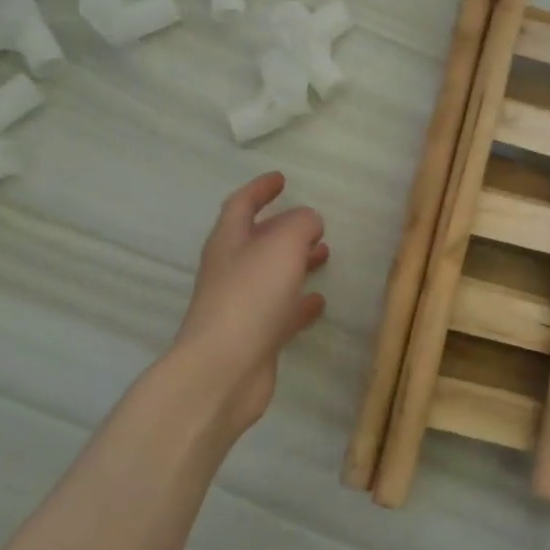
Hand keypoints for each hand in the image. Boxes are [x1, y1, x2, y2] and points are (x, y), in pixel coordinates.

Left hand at [176, 172, 328, 436]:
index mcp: (229, 241)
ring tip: (325, 254)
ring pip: (272, 274)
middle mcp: (231, 270)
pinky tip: (319, 301)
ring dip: (296, 262)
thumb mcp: (283, 244)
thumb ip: (300, 224)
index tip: (281, 179)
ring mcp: (241, 305)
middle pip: (257, 241)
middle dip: (284, 228)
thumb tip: (309, 222)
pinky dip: (300, 302)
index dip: (260, 189)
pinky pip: (281, 311)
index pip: (241, 205)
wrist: (224, 370)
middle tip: (314, 223)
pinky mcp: (254, 337)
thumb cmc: (251, 296)